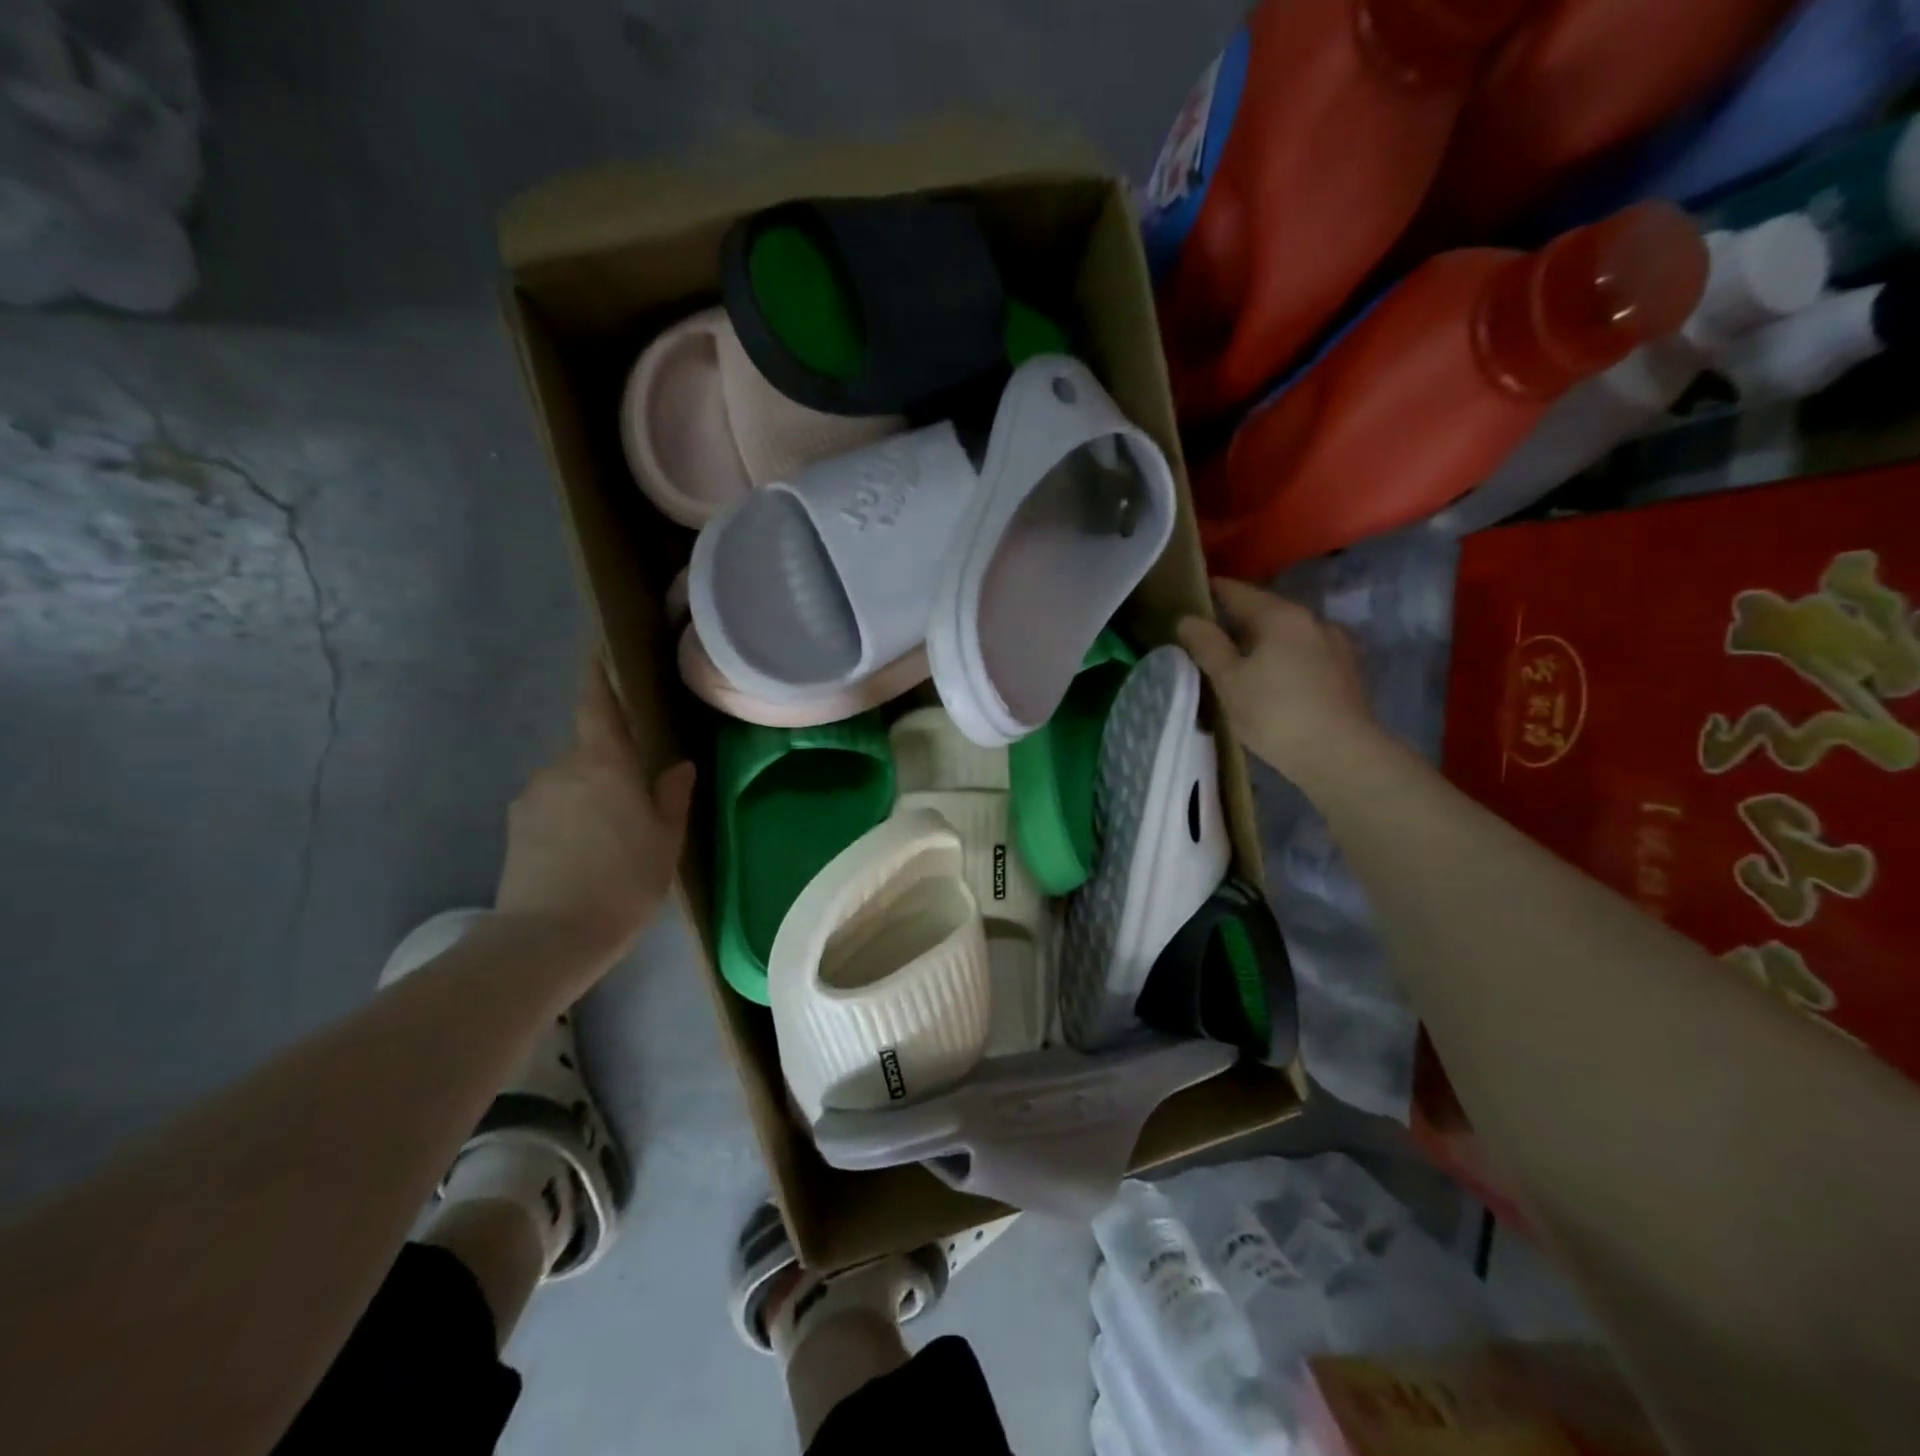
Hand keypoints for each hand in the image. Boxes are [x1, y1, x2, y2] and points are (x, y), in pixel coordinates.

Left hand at [496, 662, 695, 963]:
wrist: (548, 937)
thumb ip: (672, 796)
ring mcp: (532, 796)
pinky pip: (551, 807)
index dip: (597, 674)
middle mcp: (561, 767)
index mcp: (604, 762)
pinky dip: (570, 818)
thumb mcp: (665, 840)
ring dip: (590, 795)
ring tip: (611, 839)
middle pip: (589, 750)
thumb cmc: (623, 881)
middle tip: (637, 801)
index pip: (597, 703)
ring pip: (570, 781)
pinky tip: (584, 854)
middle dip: (611, 764)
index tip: (597, 650)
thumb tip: (678, 766)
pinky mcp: (515, 827)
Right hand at [1177, 578, 1376, 783]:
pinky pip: (1306, 654)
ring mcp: (1336, 645)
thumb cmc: (1275, 713)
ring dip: (1265, 640)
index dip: (1214, 590)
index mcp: (1281, 616)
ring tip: (1242, 658)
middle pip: (1268, 610)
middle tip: (1212, 631)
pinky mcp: (1348, 673)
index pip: (1239, 592)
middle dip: (1240, 618)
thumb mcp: (1229, 681)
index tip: (1194, 593)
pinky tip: (1275, 678)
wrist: (1341, 755)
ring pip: (1290, 634)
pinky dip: (1286, 658)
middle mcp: (1313, 620)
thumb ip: (1207, 646)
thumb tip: (1187, 619)